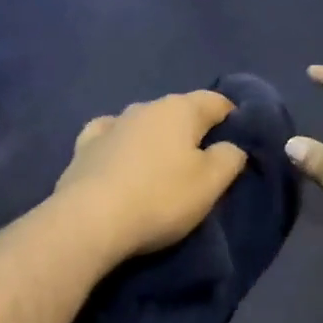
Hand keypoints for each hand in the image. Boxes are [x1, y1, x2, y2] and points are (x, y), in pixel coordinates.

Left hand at [54, 91, 248, 262]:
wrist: (90, 221)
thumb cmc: (160, 198)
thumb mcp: (211, 184)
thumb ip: (229, 158)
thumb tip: (231, 146)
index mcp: (179, 109)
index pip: (216, 101)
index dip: (232, 117)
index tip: (239, 141)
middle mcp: (144, 107)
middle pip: (179, 111)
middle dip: (192, 130)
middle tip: (202, 163)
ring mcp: (111, 125)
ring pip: (143, 123)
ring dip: (155, 139)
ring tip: (162, 167)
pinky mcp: (84, 147)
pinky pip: (110, 136)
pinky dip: (121, 144)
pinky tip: (120, 156)